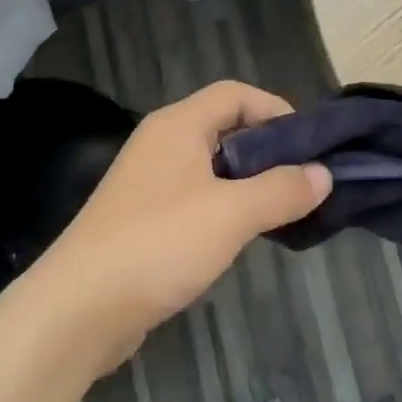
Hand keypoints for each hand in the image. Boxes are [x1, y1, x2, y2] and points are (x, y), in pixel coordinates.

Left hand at [29, 81, 330, 371]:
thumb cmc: (159, 243)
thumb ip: (281, 190)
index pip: (235, 94)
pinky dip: (223, 206)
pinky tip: (241, 236)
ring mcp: (147, 181)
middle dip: (266, 149)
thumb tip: (322, 174)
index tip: (309, 145)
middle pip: (223, 127)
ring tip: (281, 209)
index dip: (275, 110)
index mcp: (178, 125)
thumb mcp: (232, 214)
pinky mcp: (142, 218)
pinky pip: (194, 196)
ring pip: (210, 166)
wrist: (79, 308)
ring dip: (247, 181)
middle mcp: (161, 142)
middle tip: (303, 180)